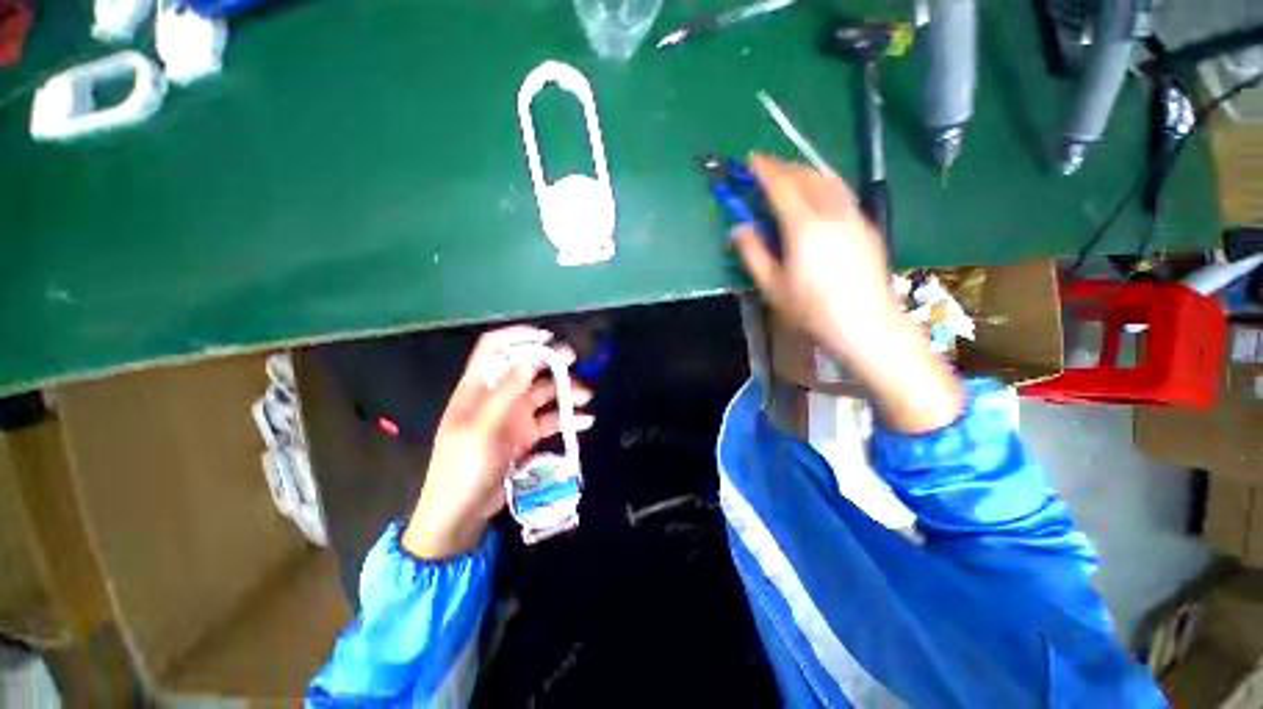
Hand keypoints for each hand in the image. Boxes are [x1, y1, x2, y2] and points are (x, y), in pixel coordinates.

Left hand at [403, 326, 593, 558]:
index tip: (547, 338)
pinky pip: (551, 419)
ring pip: (544, 393)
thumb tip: (531, 358)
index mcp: (478, 388)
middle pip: (527, 368)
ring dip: (565, 392)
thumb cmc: (463, 468)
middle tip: (574, 361)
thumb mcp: (482, 428)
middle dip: (551, 363)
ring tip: (585, 398)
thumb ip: (507, 392)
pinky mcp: (526, 435)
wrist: (461, 514)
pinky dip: (567, 418)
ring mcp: (514, 416)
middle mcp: (498, 396)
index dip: (518, 337)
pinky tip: (584, 422)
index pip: (494, 349)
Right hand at [734, 154, 900, 359]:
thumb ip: (753, 253)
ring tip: (792, 174)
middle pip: (807, 176)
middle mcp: (832, 213)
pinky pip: (843, 193)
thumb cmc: (811, 309)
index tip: (752, 160)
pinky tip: (819, 197)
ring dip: (807, 171)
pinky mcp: (867, 226)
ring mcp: (854, 217)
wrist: (865, 323)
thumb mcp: (771, 286)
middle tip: (768, 167)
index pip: (781, 186)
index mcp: (804, 227)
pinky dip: (825, 184)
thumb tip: (739, 229)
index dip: (765, 170)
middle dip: (785, 166)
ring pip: (829, 180)